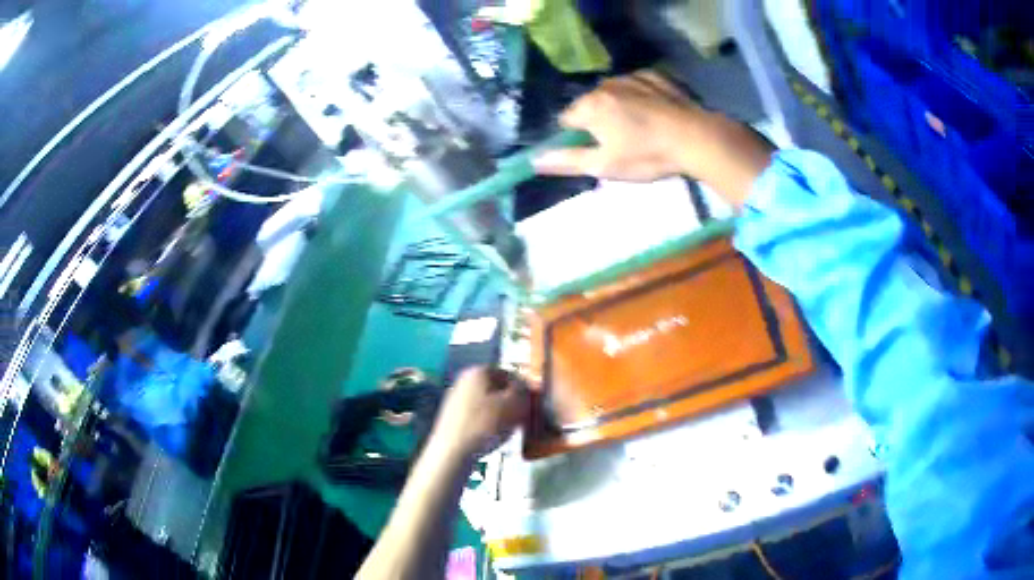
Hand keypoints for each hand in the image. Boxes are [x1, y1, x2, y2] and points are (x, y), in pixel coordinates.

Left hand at [431, 367, 529, 458]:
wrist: (452, 452)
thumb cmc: (485, 424)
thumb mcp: (514, 404)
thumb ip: (524, 391)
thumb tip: (524, 387)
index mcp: (479, 371)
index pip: (510, 374)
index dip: (524, 389)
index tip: (531, 406)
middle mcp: (464, 380)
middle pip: (497, 389)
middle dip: (512, 403)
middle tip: (521, 419)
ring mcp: (455, 398)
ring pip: (488, 403)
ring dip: (501, 415)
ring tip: (508, 431)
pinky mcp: (452, 417)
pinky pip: (477, 416)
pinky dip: (488, 424)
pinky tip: (492, 437)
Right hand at [534, 70, 774, 205]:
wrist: (696, 138)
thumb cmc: (646, 155)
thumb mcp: (604, 165)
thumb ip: (567, 160)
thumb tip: (534, 160)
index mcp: (589, 106)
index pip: (566, 119)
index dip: (576, 136)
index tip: (595, 149)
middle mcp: (605, 85)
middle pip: (590, 105)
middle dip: (598, 120)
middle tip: (622, 143)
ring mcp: (631, 77)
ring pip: (613, 93)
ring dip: (619, 107)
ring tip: (642, 128)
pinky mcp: (654, 75)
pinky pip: (636, 85)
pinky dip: (639, 96)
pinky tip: (654, 113)